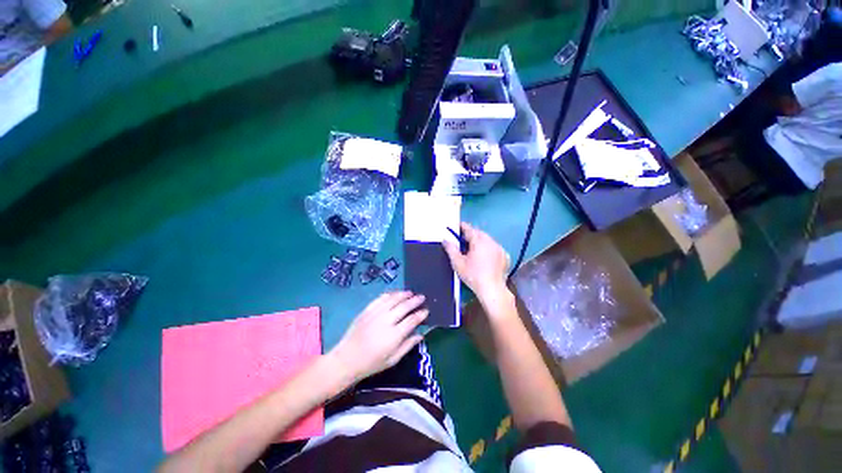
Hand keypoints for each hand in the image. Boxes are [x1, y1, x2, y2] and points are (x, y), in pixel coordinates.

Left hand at [329, 292, 427, 383]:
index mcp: (394, 336)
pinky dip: (390, 294)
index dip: (420, 314)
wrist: (346, 359)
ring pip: (393, 299)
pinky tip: (395, 294)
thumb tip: (421, 335)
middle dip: (415, 301)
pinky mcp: (367, 310)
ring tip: (410, 293)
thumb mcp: (392, 360)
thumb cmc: (371, 363)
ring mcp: (375, 314)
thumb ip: (408, 346)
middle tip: (422, 297)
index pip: (411, 320)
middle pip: (404, 306)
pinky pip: (380, 298)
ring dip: (403, 294)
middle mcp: (386, 321)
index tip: (426, 310)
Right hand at [443, 222, 509, 303]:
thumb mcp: (458, 263)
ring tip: (473, 249)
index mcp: (479, 241)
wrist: (492, 290)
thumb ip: (451, 249)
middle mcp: (490, 242)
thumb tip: (445, 240)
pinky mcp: (505, 256)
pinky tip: (484, 257)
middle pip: (479, 233)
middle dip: (471, 234)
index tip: (457, 226)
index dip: (462, 227)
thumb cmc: (473, 276)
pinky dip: (489, 249)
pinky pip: (494, 247)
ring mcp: (499, 248)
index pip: (469, 229)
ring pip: (487, 240)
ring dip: (480, 241)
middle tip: (463, 240)